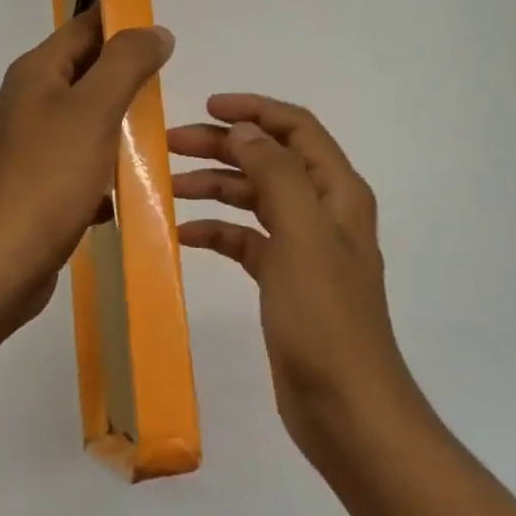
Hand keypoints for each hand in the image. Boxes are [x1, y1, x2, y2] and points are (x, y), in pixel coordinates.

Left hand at [0, 9, 174, 330]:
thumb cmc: (46, 180)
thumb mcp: (93, 111)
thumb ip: (126, 64)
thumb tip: (154, 30)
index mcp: (35, 74)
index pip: (83, 27)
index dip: (122, 22)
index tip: (164, 31)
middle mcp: (27, 103)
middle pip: (85, 73)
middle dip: (127, 76)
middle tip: (171, 84)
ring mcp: (27, 148)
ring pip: (85, 122)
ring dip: (120, 126)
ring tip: (161, 134)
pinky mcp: (35, 187)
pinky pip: (79, 165)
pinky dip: (106, 170)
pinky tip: (130, 188)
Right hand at [170, 95, 418, 466]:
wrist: (346, 408)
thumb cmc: (325, 317)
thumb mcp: (302, 235)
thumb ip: (276, 173)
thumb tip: (246, 131)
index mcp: (336, 192)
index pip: (296, 129)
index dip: (254, 111)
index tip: (206, 107)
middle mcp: (322, 211)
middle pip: (269, 159)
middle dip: (223, 146)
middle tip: (170, 144)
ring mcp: (303, 247)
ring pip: (254, 198)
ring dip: (215, 186)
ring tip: (169, 185)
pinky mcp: (284, 280)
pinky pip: (245, 240)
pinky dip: (217, 231)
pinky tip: (183, 235)